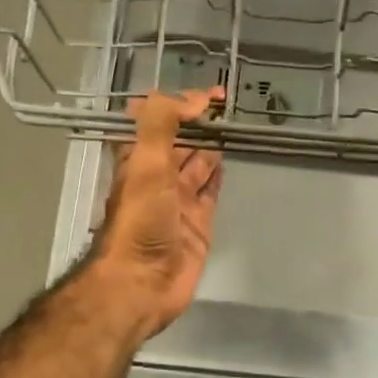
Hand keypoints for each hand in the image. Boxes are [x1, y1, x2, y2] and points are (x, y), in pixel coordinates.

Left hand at [93, 88, 224, 338]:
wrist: (142, 282)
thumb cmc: (140, 220)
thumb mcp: (145, 164)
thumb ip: (162, 124)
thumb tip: (192, 98)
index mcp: (138, 160)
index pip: (157, 121)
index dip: (179, 103)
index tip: (210, 94)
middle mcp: (157, 177)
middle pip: (181, 141)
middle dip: (200, 122)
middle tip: (230, 104)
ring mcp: (179, 200)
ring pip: (198, 163)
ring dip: (213, 144)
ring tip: (239, 124)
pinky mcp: (199, 223)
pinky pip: (211, 191)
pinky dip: (219, 173)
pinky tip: (232, 158)